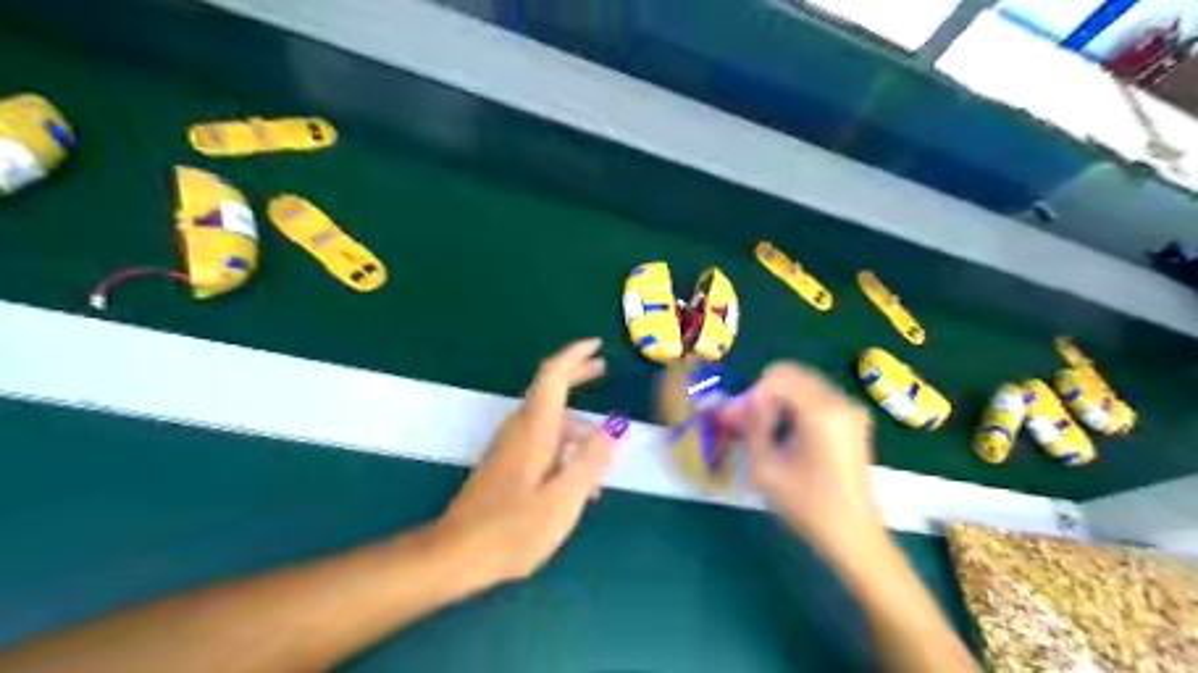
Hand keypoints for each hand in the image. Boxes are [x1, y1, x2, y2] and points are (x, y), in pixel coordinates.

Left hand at [435, 338, 630, 584]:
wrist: (456, 555)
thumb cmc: (513, 529)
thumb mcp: (563, 498)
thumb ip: (591, 460)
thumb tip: (616, 425)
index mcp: (535, 429)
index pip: (553, 376)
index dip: (575, 355)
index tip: (597, 345)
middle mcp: (520, 429)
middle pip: (550, 389)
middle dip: (577, 375)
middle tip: (604, 368)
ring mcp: (509, 446)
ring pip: (549, 421)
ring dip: (577, 424)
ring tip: (605, 451)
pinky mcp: (505, 464)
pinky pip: (541, 441)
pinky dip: (564, 446)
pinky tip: (579, 478)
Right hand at [714, 363, 881, 562]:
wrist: (854, 536)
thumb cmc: (808, 505)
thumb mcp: (766, 467)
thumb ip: (750, 426)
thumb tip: (735, 403)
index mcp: (822, 410)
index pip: (777, 376)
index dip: (752, 394)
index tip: (738, 420)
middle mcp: (840, 401)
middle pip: (791, 375)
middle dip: (763, 394)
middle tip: (746, 423)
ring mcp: (851, 410)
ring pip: (802, 385)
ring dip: (778, 401)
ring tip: (764, 432)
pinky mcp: (853, 421)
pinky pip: (815, 398)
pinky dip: (794, 407)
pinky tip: (785, 435)